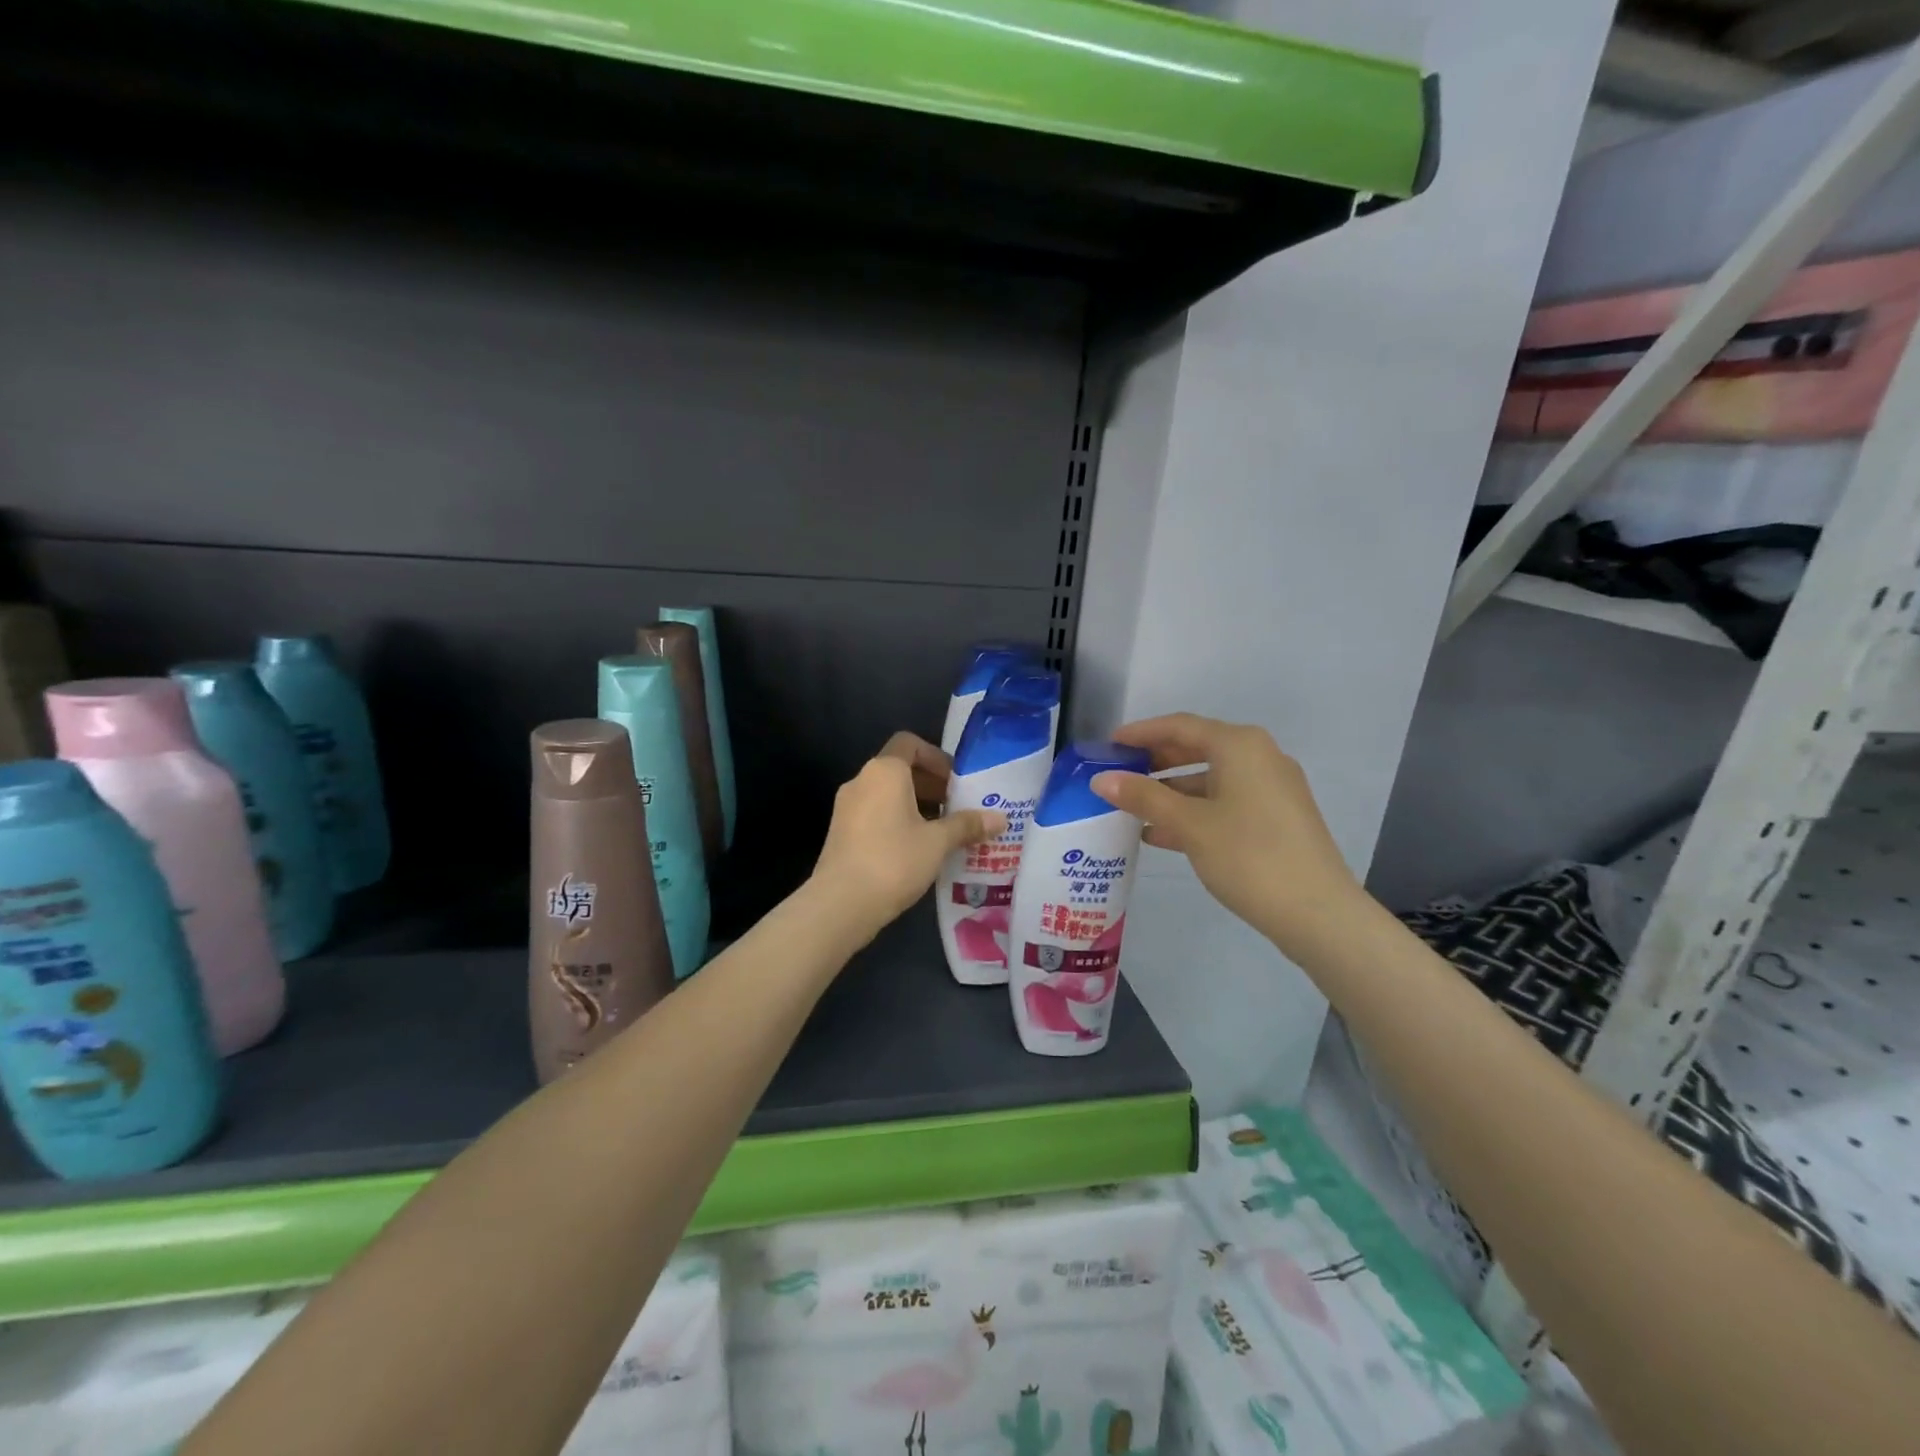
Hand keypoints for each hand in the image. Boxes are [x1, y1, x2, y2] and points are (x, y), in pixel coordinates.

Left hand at [810, 734, 1004, 933]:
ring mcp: (846, 807)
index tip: (957, 781)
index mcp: (884, 771)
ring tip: (943, 832)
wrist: (840, 904)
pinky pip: (875, 814)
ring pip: (887, 794)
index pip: (909, 743)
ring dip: (916, 806)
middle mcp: (861, 781)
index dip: (936, 757)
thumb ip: (967, 825)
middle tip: (958, 808)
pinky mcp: (841, 833)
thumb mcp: (938, 842)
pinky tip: (918, 850)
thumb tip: (1000, 819)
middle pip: (899, 769)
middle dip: (931, 785)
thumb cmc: (894, 861)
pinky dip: (897, 821)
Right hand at [1090, 714, 1359, 956]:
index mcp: (1240, 746)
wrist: (1317, 912)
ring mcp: (1271, 789)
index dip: (1140, 733)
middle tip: (1118, 773)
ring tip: (1132, 807)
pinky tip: (1161, 833)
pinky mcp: (1276, 818)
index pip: (1180, 726)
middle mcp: (1259, 757)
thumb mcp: (1189, 824)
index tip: (1108, 745)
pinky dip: (1193, 811)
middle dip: (1155, 761)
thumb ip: (1143, 797)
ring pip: (1210, 779)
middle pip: (1197, 748)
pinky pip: (1225, 801)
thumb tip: (1100, 779)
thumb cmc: (1248, 855)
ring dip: (1171, 790)